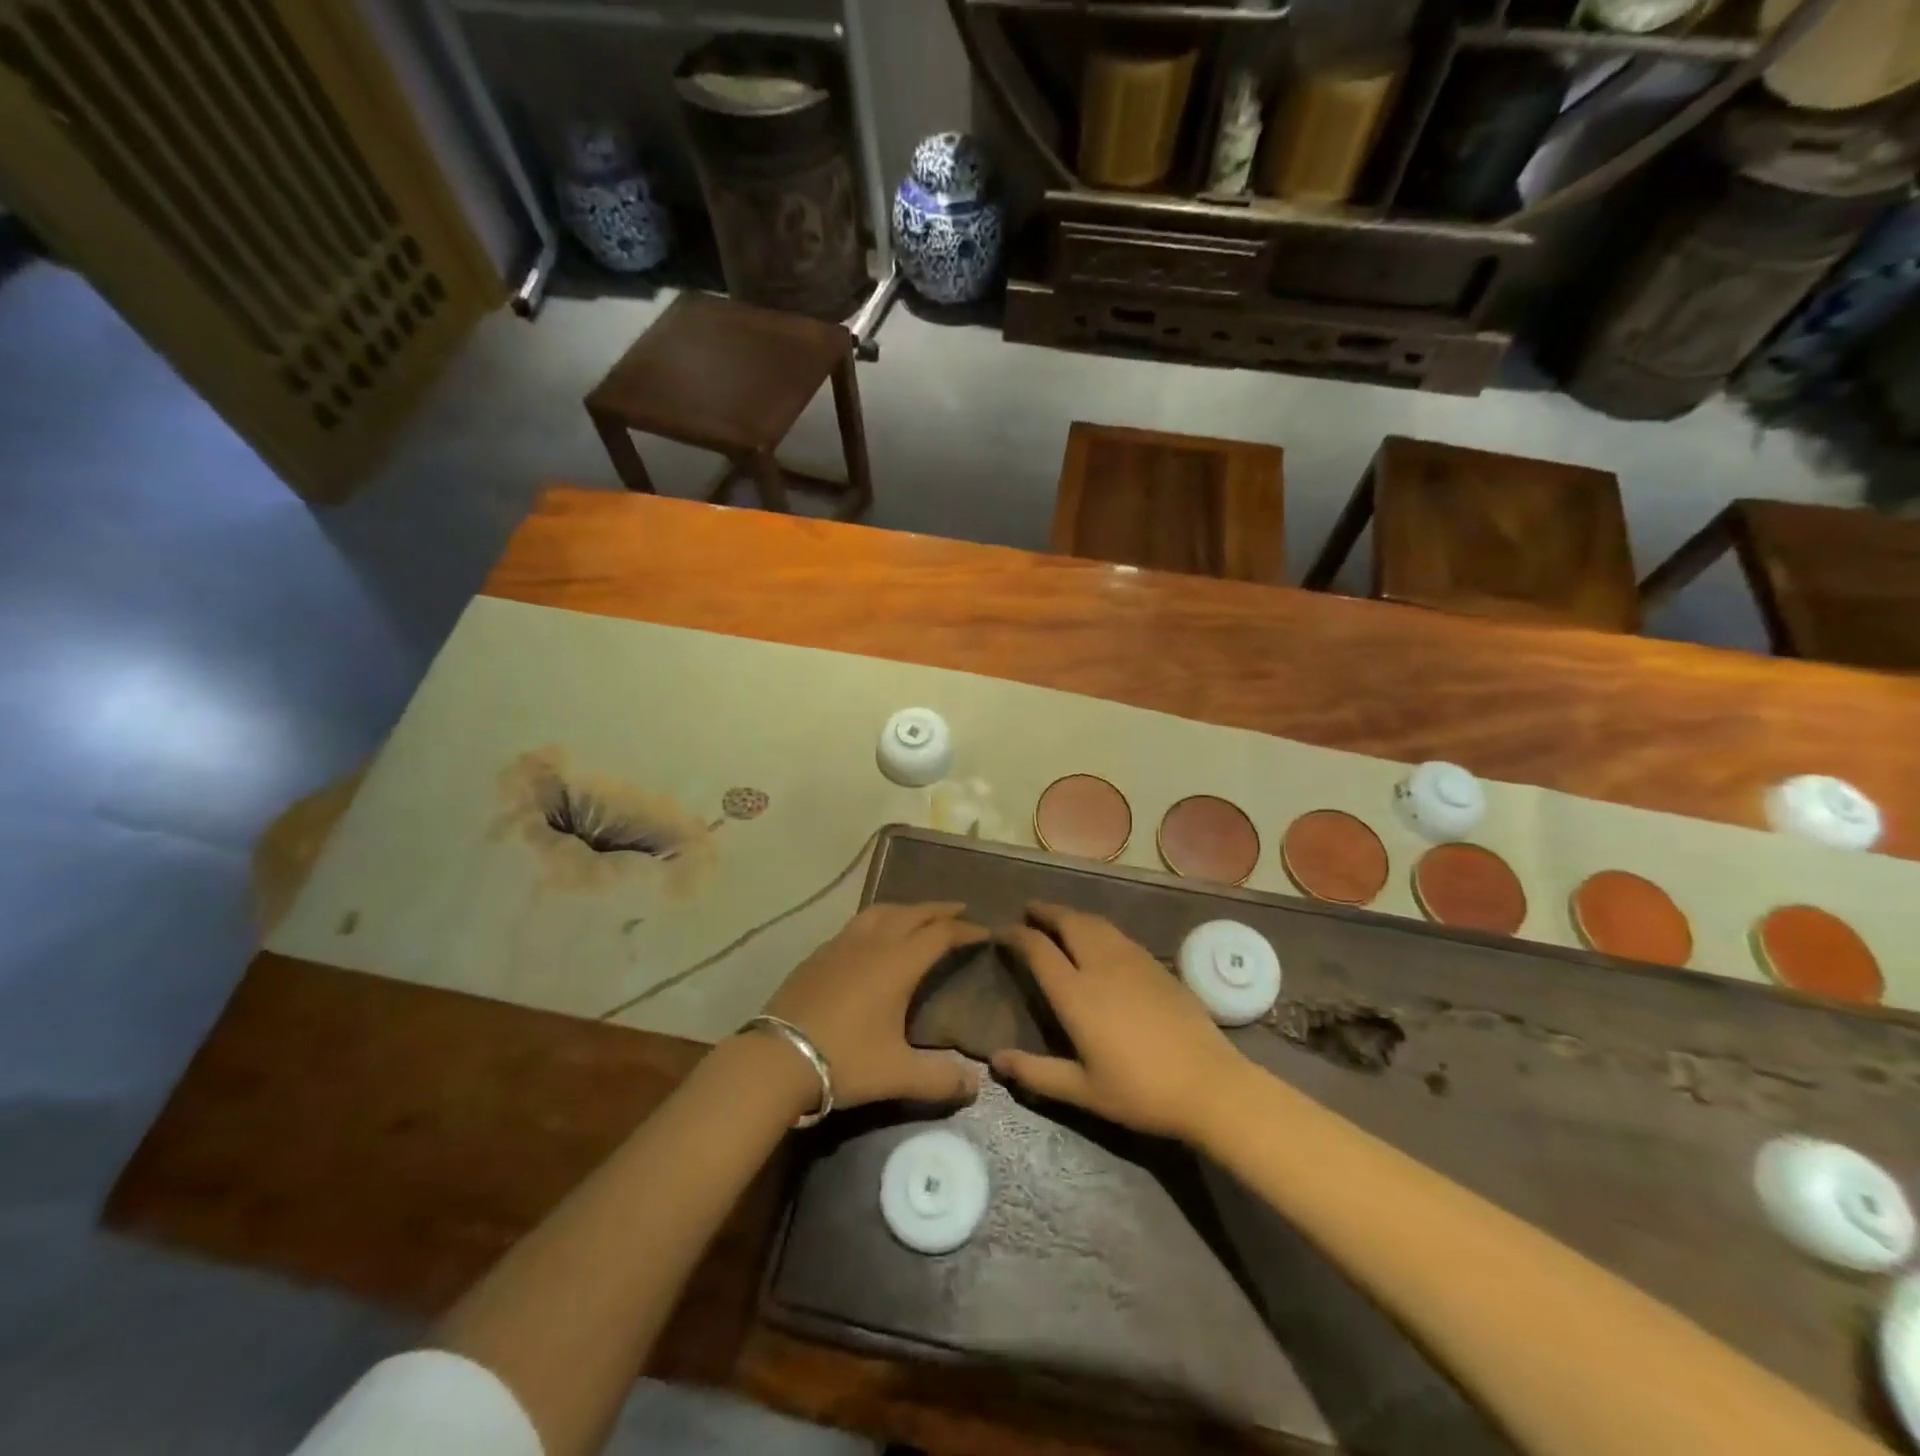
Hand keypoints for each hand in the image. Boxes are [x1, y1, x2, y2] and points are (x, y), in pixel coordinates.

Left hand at [762, 902, 987, 1110]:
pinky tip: (873, 938)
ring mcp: (841, 944)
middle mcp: (873, 943)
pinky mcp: (818, 954)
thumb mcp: (897, 1075)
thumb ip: (940, 1079)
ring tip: (918, 916)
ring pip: (881, 911)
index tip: (984, 931)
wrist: (777, 1058)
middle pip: (913, 913)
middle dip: (940, 910)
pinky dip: (877, 921)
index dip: (966, 930)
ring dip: (906, 909)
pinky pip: (857, 924)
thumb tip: (975, 1084)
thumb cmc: (845, 1060)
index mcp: (898, 963)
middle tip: (961, 910)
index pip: (940, 934)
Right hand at [993, 902, 1243, 1143]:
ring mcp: (1132, 960)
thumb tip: (995, 1060)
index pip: (1037, 949)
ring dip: (1072, 915)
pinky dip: (1097, 927)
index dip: (1016, 935)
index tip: (1001, 932)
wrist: (1209, 1085)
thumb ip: (1036, 1073)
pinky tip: (1099, 939)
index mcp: (1076, 993)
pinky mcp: (1157, 965)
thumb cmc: (1140, 1092)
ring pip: (1095, 923)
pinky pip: (1117, 934)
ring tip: (1059, 918)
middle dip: (1045, 912)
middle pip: (1068, 922)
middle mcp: (1100, 965)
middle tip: (1029, 911)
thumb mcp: (1083, 1091)